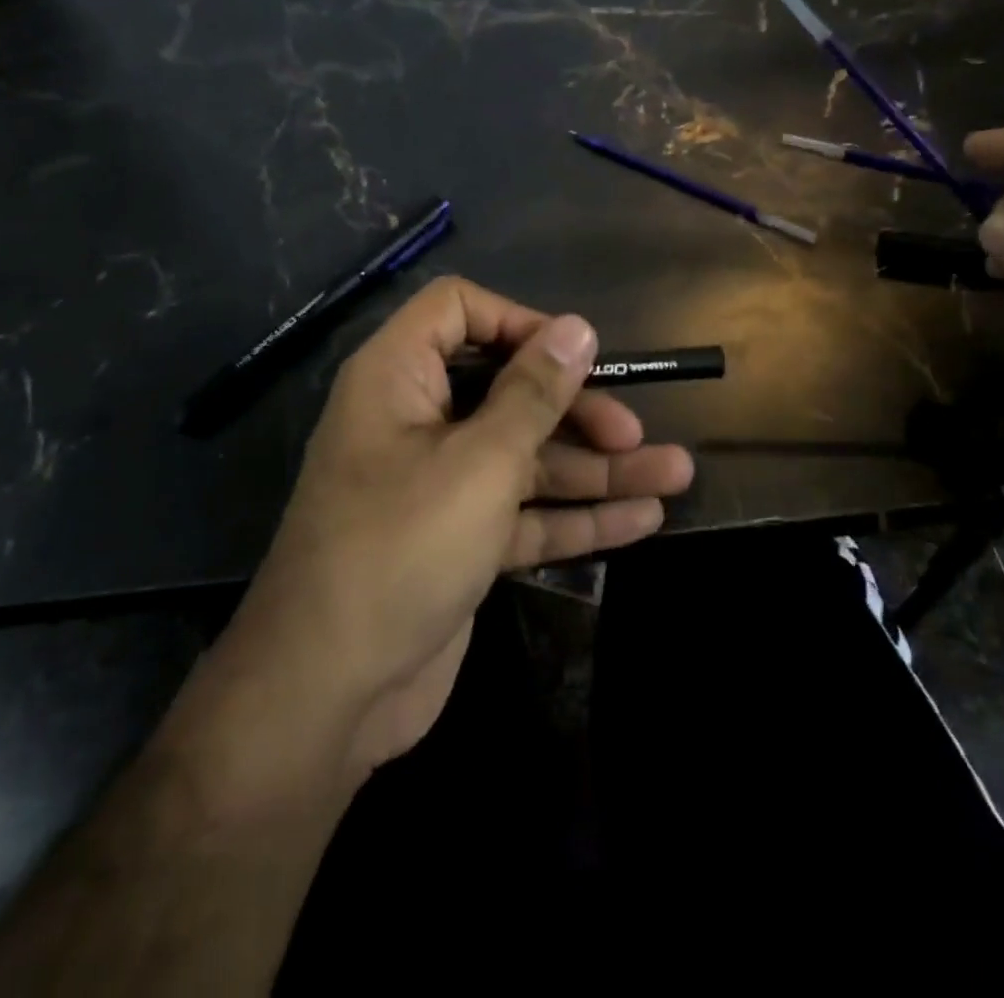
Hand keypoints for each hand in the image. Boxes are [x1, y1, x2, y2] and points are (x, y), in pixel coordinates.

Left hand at [221, 277, 693, 777]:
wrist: (328, 692)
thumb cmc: (402, 548)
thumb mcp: (480, 462)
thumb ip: (533, 394)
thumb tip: (576, 327)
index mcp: (398, 378)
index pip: (457, 310)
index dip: (518, 322)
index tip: (576, 354)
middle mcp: (416, 421)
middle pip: (505, 390)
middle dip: (576, 410)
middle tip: (634, 433)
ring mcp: (438, 486)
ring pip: (524, 458)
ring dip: (595, 468)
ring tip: (676, 475)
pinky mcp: (458, 541)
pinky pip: (522, 513)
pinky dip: (575, 517)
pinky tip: (643, 520)